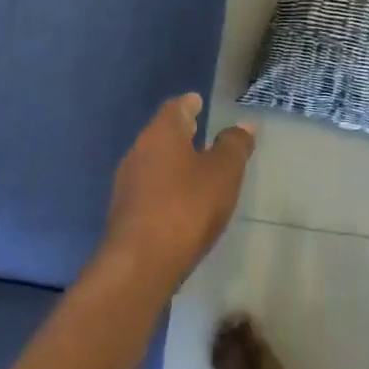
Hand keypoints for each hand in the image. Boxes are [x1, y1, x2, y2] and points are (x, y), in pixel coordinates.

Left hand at [101, 94, 253, 294]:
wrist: (139, 265)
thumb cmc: (186, 207)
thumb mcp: (223, 173)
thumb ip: (234, 146)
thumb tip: (244, 124)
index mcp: (161, 132)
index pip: (176, 107)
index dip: (190, 104)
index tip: (199, 102)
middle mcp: (139, 150)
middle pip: (162, 132)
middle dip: (181, 132)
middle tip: (200, 130)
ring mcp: (127, 182)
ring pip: (154, 160)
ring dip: (172, 160)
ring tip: (194, 168)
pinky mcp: (124, 212)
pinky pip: (149, 187)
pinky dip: (165, 186)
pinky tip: (179, 201)